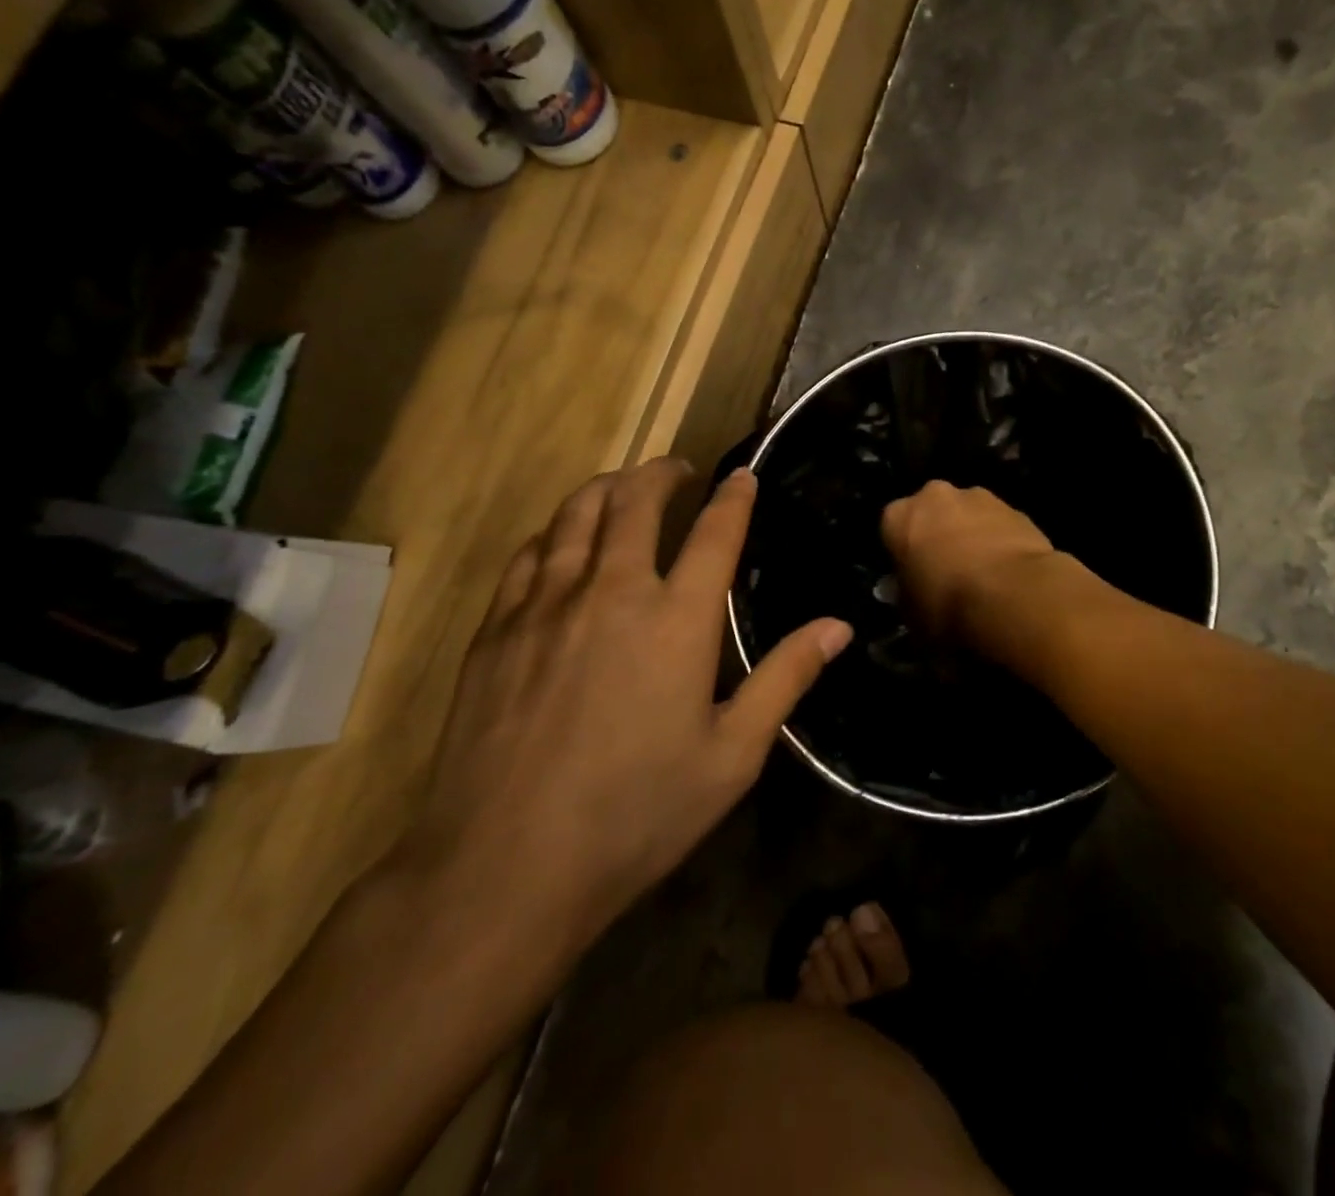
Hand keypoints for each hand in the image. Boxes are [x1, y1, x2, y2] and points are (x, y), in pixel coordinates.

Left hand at [405, 459, 851, 954]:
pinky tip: (560, 541)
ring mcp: (545, 605)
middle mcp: (611, 592)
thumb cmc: (636, 814)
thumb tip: (838, 627)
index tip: (742, 474)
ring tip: (622, 487)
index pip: (714, 533)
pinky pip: (528, 555)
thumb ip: (785, 679)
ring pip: (575, 515)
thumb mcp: (731, 755)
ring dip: (606, 488)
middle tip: (677, 469)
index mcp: (676, 620)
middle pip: (635, 502)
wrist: (507, 865)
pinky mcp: (496, 629)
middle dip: (661, 473)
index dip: (733, 497)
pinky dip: (554, 532)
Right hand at [880, 481, 1059, 640]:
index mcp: (899, 516)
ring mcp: (980, 497)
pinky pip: (1001, 526)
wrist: (1012, 596)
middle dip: (938, 535)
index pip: (892, 530)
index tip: (913, 577)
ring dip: (972, 536)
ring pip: (969, 516)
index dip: (904, 555)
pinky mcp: (1017, 509)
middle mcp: (935, 496)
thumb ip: (906, 595)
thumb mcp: (910, 614)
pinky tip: (1010, 574)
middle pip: (933, 513)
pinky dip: (1002, 542)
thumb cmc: (946, 605)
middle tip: (948, 573)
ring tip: (985, 576)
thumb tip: (908, 592)